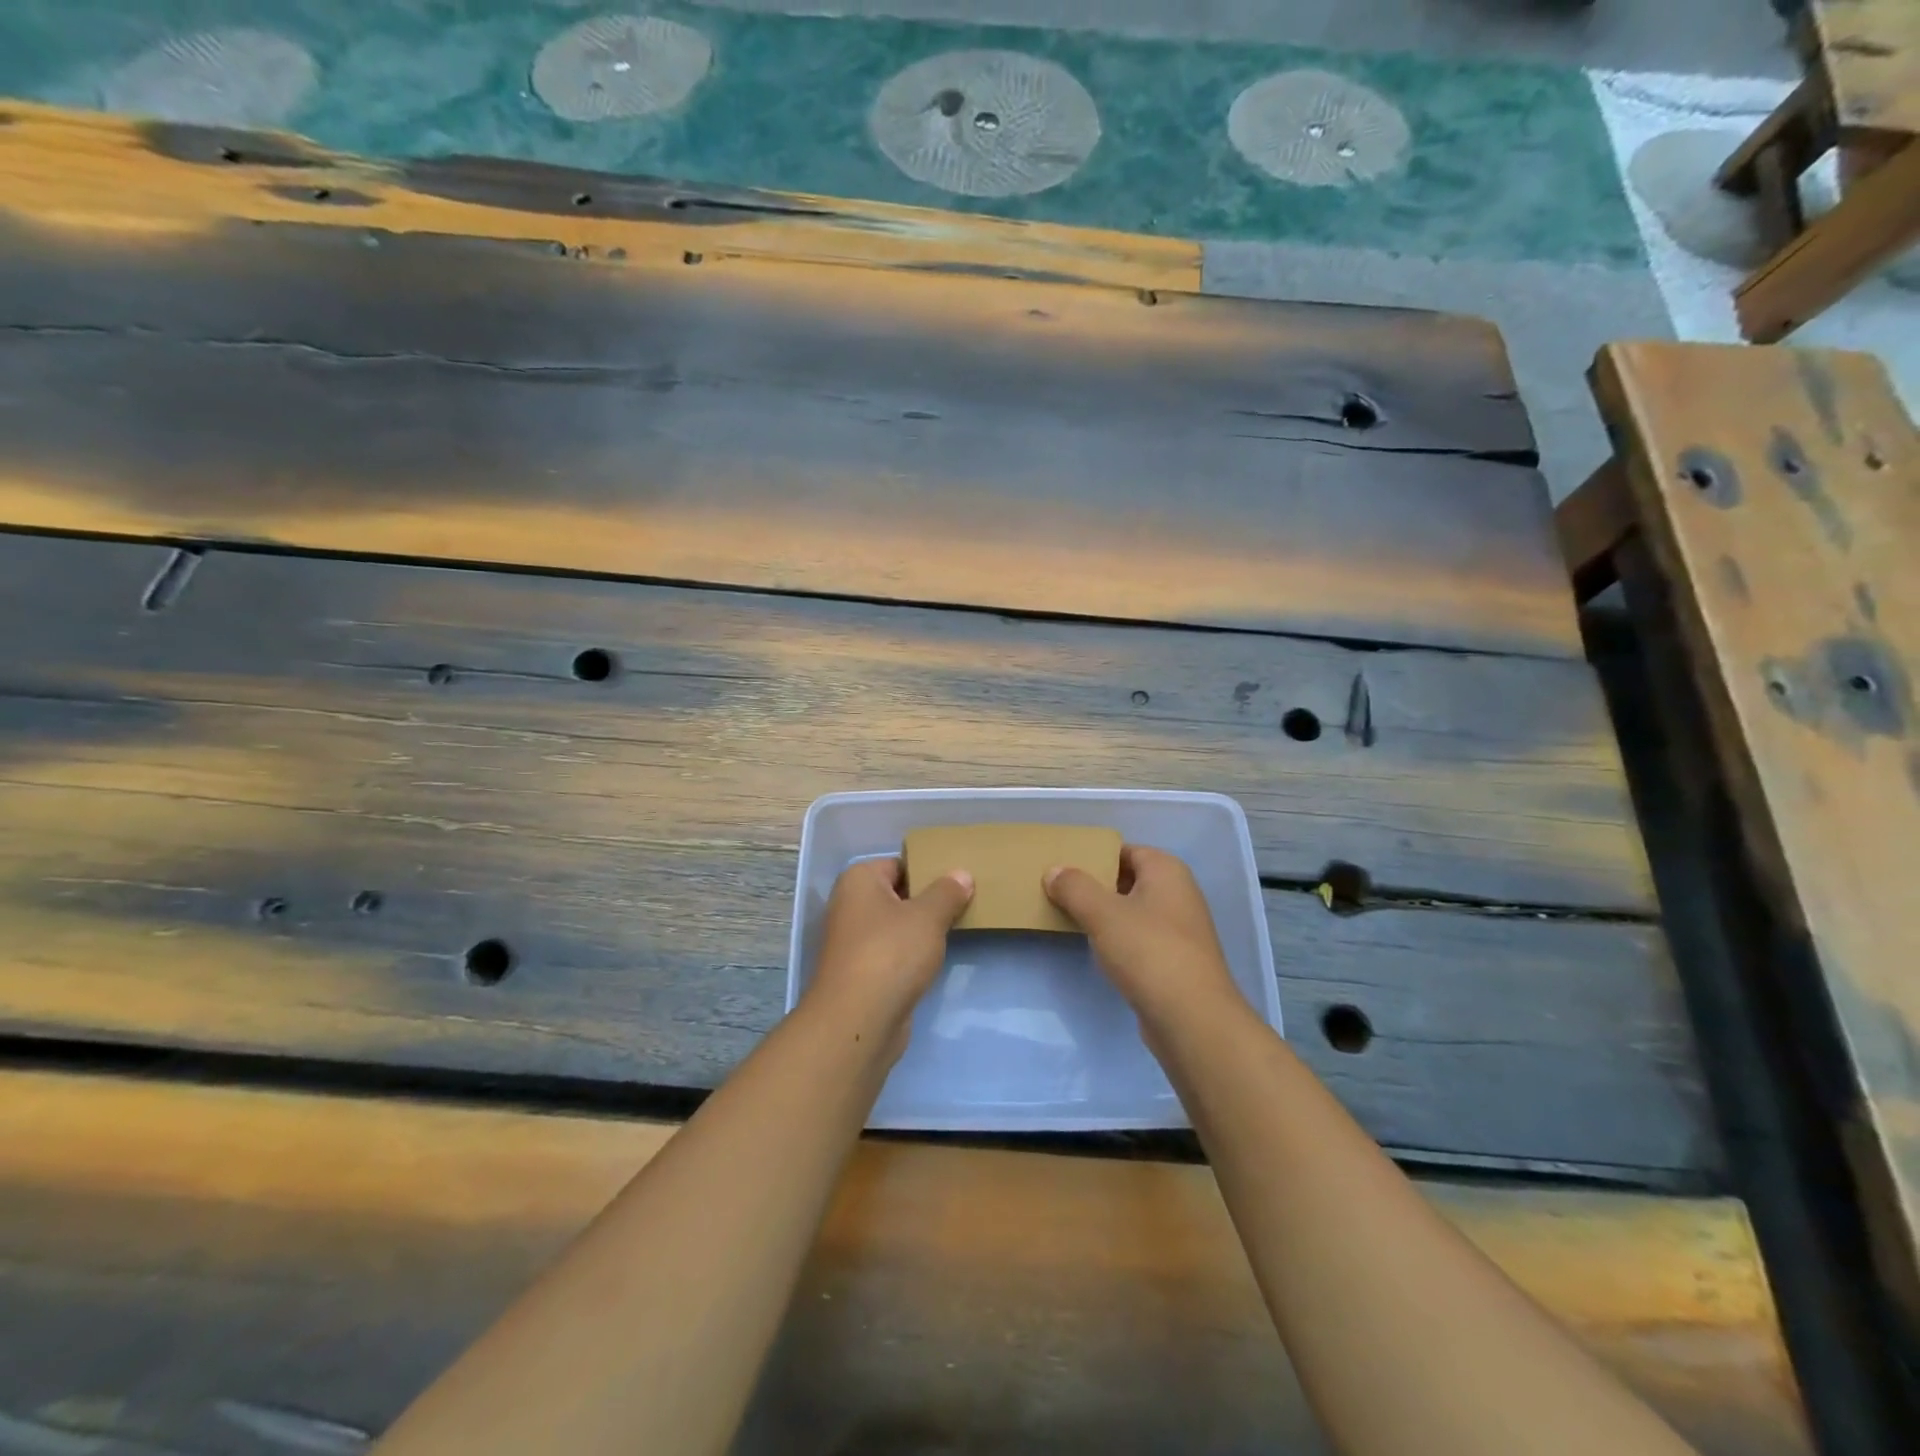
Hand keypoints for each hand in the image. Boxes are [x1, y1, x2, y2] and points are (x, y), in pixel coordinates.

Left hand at [804, 857, 972, 1056]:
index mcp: (859, 880)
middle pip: (897, 894)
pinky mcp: (861, 972)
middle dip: (928, 899)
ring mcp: (853, 941)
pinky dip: (912, 954)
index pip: (899, 864)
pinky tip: (936, 958)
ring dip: (921, 929)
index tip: (959, 879)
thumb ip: (948, 892)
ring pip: (896, 925)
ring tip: (958, 926)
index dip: (928, 869)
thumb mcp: (928, 916)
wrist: (858, 1020)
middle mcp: (850, 905)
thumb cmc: (891, 953)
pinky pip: (893, 952)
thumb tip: (962, 874)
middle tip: (965, 901)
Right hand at [1044, 846, 1243, 1026]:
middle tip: (1057, 890)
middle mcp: (1178, 893)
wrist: (1192, 1019)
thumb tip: (1054, 871)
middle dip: (1095, 885)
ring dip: (1104, 914)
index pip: (1124, 850)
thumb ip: (1074, 887)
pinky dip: (1117, 939)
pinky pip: (1139, 938)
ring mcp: (1179, 929)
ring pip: (1132, 911)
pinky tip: (1095, 949)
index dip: (1093, 856)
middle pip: (1128, 879)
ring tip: (1068, 916)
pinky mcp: (1174, 960)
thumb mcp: (1103, 913)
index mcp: (1166, 870)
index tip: (1062, 866)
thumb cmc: (1148, 951)